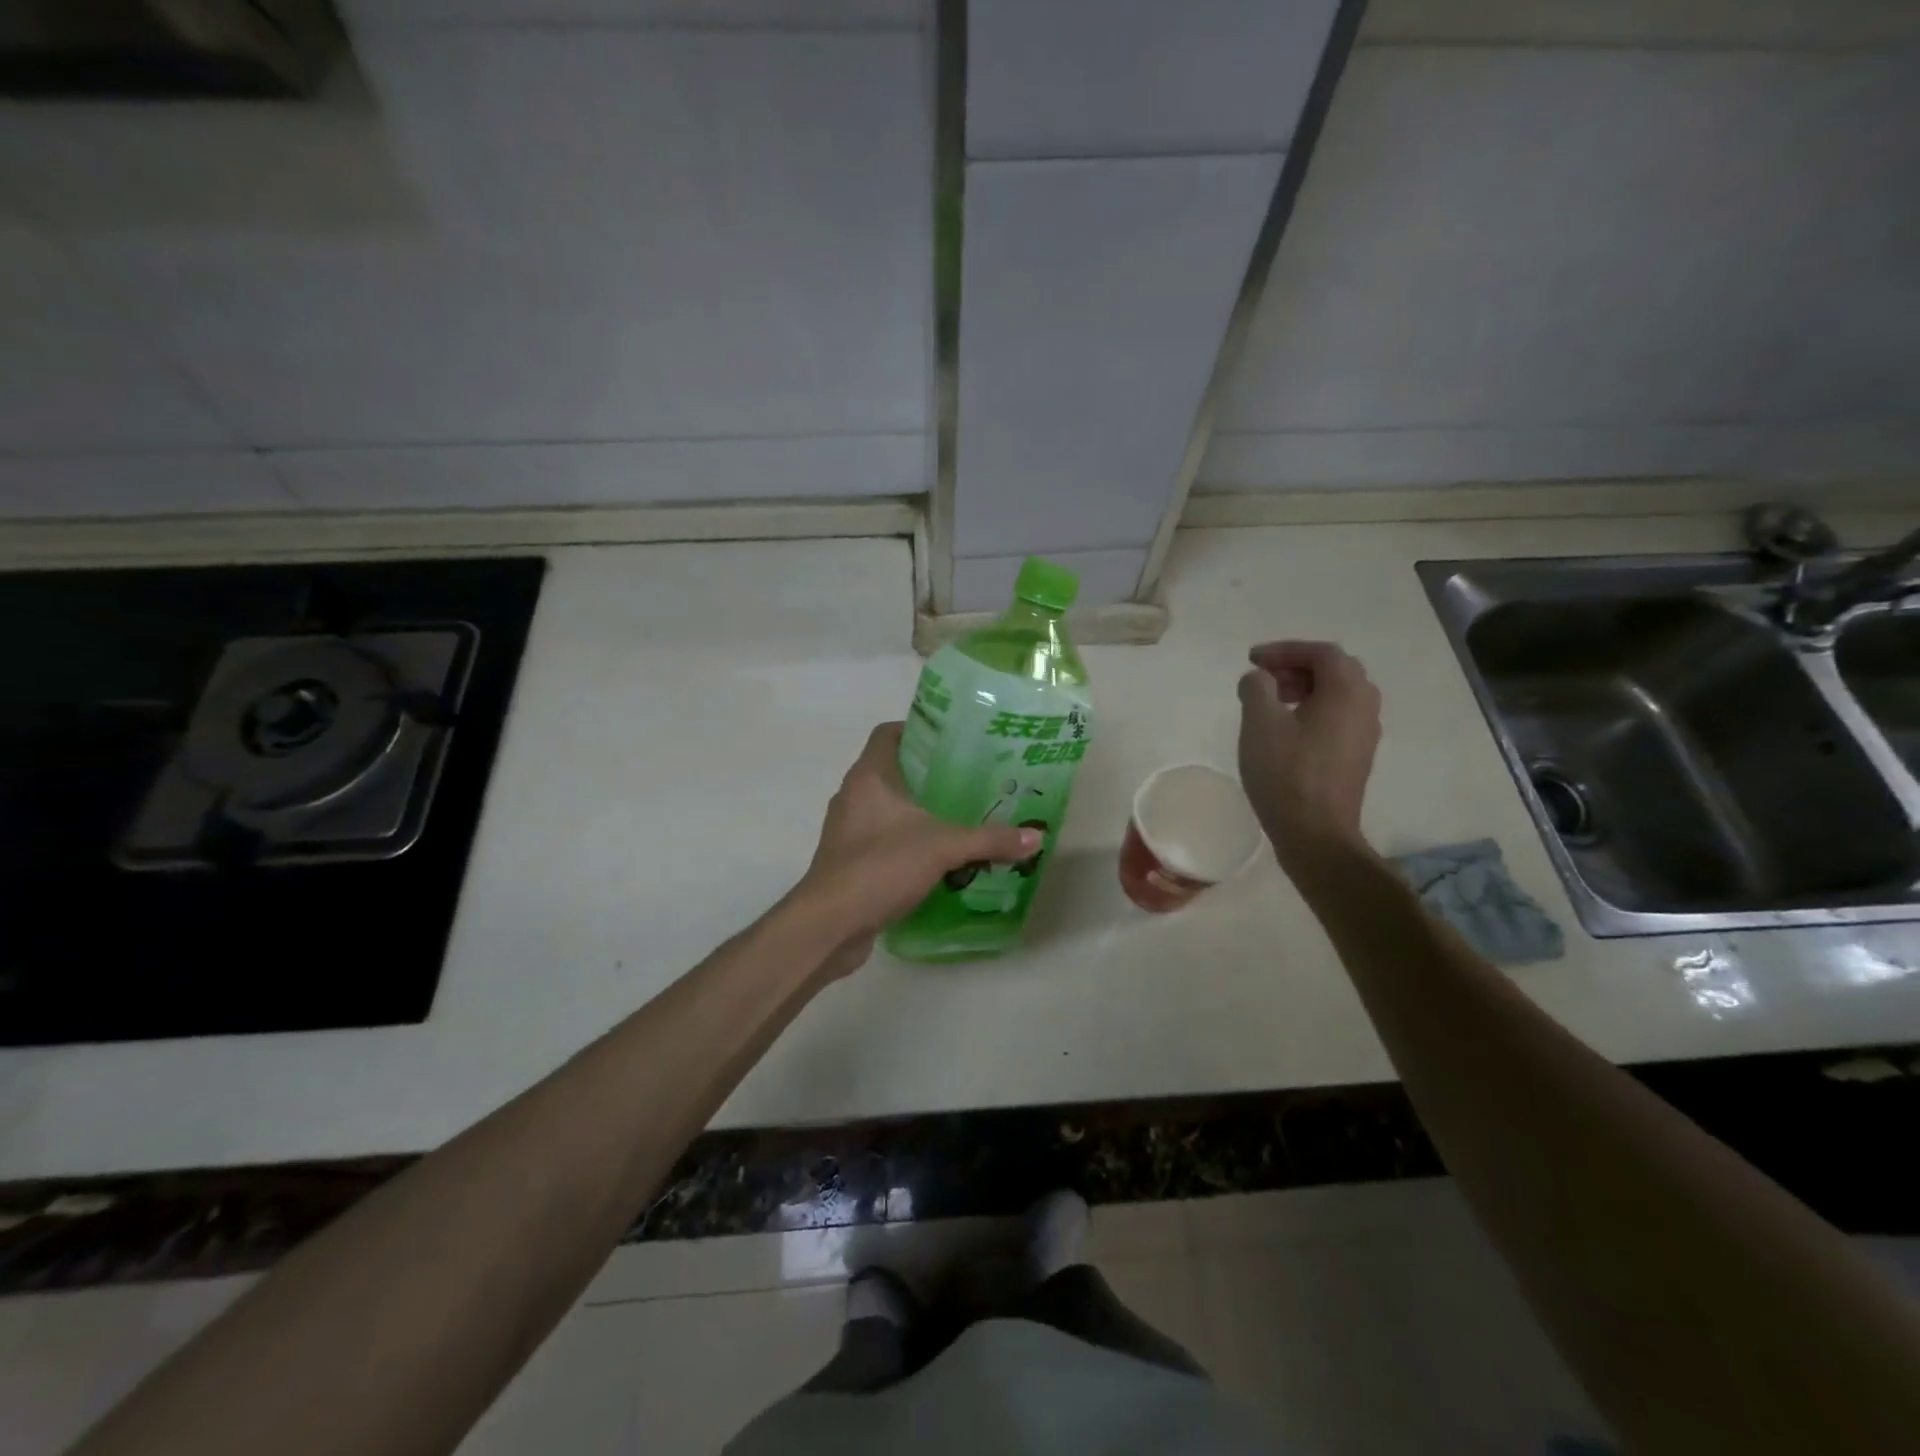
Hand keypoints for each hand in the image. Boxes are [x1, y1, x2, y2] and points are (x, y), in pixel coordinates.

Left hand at [797, 723, 1040, 967]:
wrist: (830, 924)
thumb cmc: (881, 866)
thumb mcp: (943, 847)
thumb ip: (989, 840)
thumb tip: (1037, 838)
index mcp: (869, 777)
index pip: (888, 734)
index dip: (918, 730)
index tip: (953, 740)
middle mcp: (853, 796)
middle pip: (892, 771)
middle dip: (929, 775)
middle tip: (970, 779)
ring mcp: (847, 830)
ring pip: (888, 809)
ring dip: (918, 812)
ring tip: (959, 817)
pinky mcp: (849, 861)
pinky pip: (883, 840)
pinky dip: (908, 843)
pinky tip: (938, 858)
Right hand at [1237, 640, 1381, 860]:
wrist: (1315, 832)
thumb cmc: (1286, 773)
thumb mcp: (1260, 723)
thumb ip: (1257, 688)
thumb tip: (1259, 678)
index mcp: (1347, 691)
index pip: (1321, 652)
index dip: (1284, 650)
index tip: (1251, 660)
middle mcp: (1365, 706)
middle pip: (1335, 670)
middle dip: (1296, 666)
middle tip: (1263, 677)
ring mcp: (1365, 733)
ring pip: (1338, 694)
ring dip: (1305, 688)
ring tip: (1271, 702)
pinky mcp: (1357, 756)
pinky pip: (1338, 717)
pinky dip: (1313, 709)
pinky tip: (1286, 729)